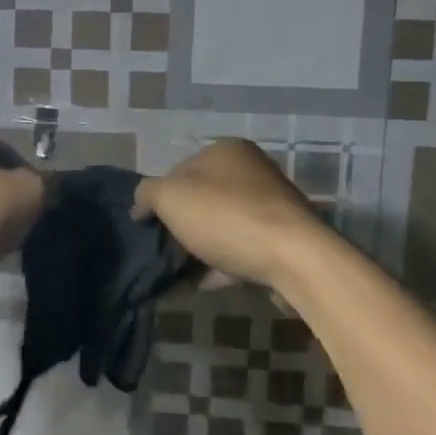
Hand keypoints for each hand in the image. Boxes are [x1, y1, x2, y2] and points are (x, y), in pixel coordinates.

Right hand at [132, 138, 330, 290]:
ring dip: (200, 247)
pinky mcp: (282, 239)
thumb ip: (147, 194)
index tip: (149, 224)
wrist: (295, 258)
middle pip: (201, 198)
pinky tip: (204, 283)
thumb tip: (140, 206)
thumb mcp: (171, 198)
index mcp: (226, 150)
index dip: (159, 196)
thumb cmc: (226, 217)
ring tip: (179, 271)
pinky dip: (221, 265)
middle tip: (163, 249)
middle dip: (181, 224)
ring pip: (221, 226)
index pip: (179, 169)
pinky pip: (240, 249)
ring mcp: (270, 205)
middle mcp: (251, 170)